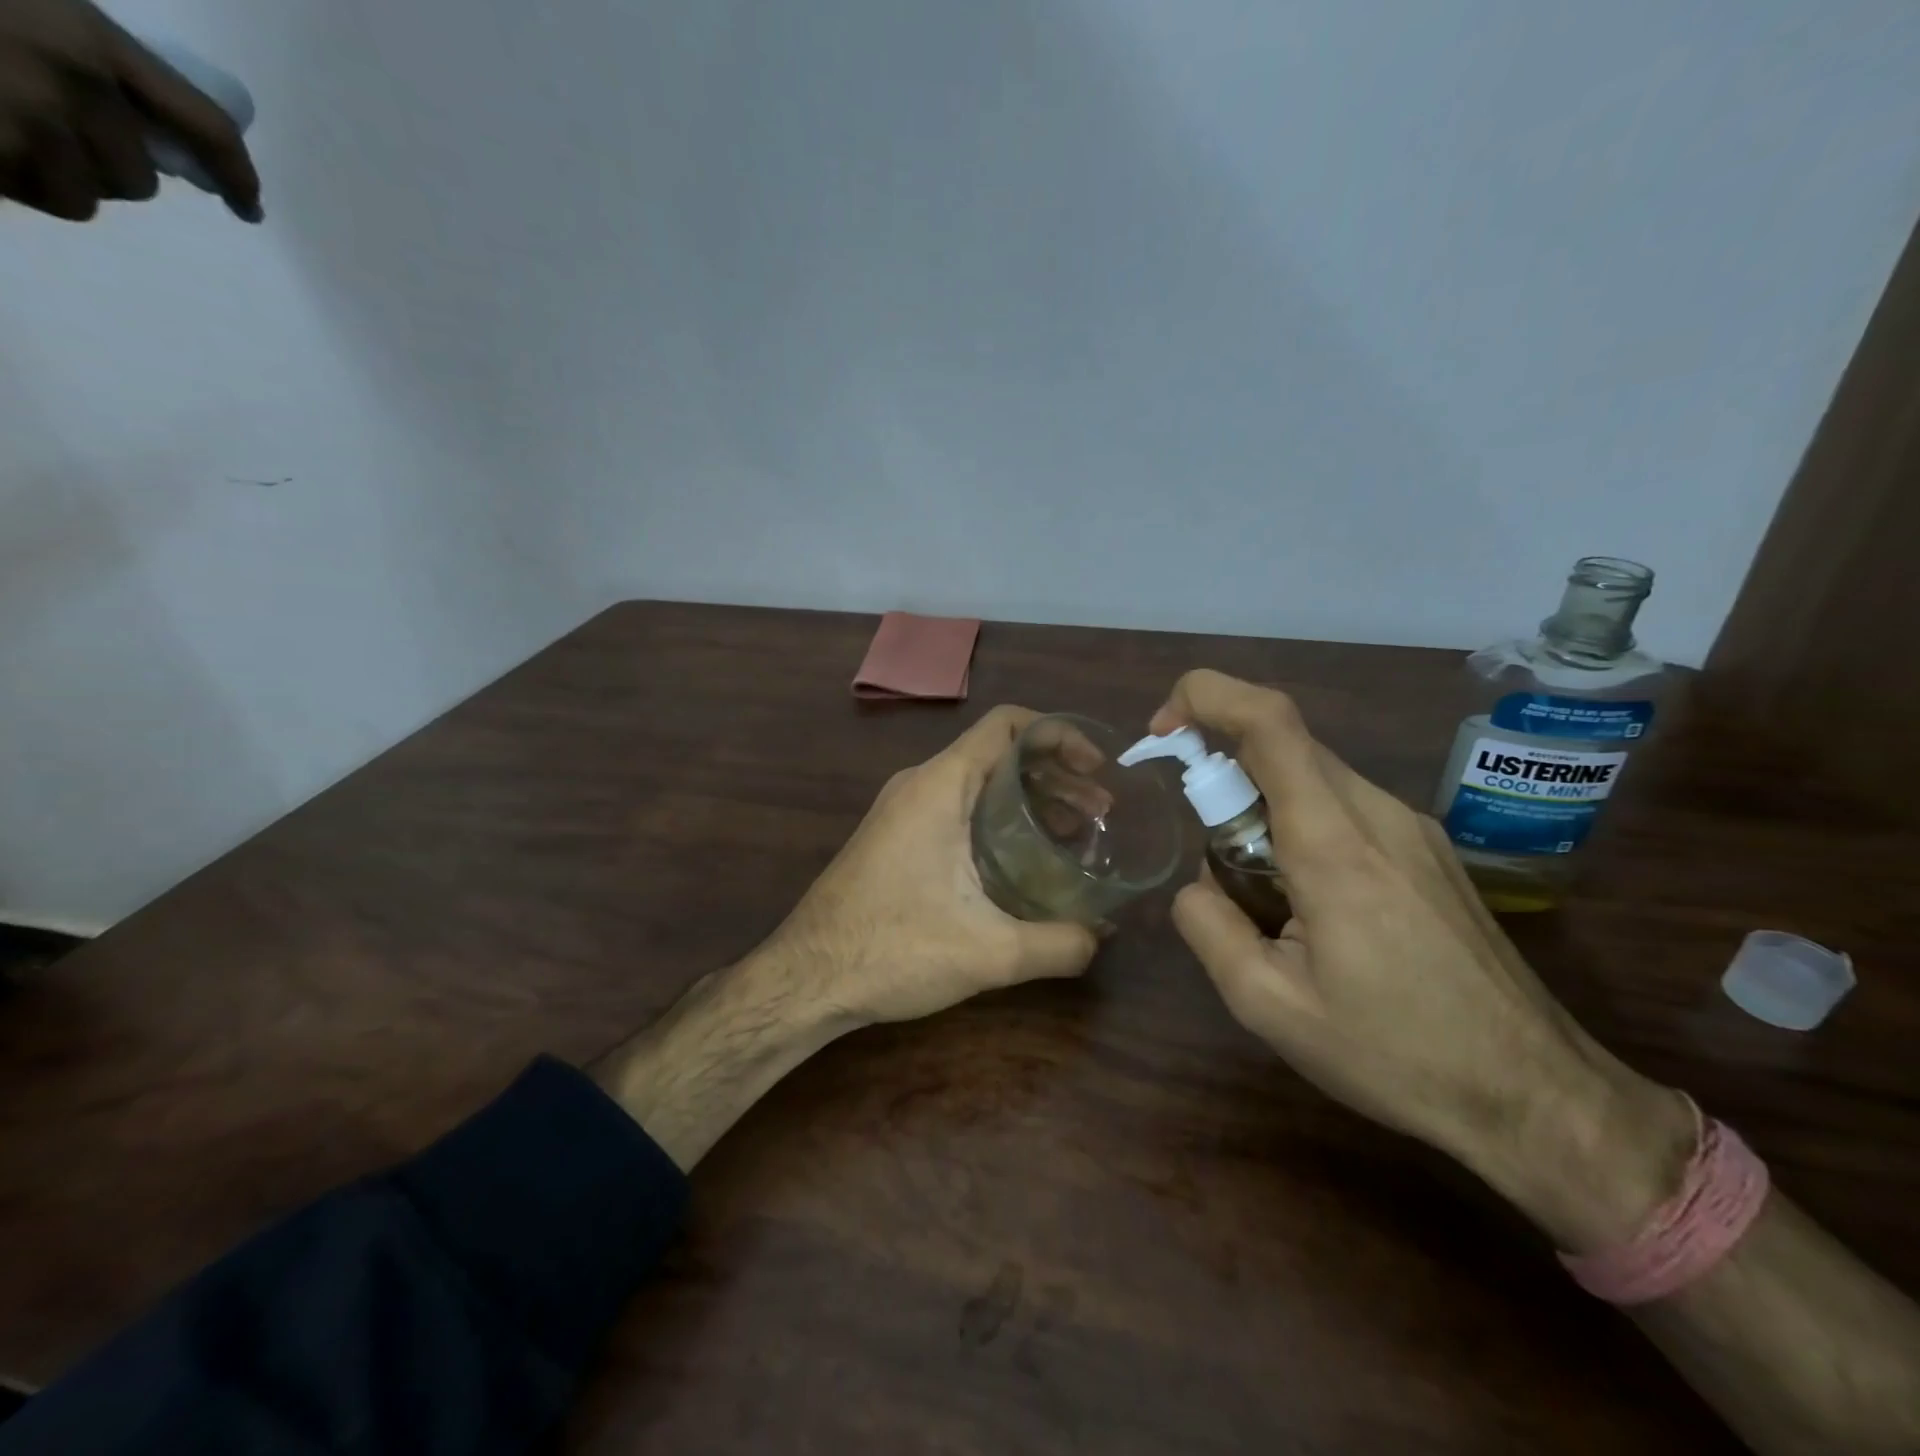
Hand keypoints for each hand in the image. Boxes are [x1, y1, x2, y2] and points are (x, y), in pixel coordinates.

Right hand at [0, 0, 258, 220]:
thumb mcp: (28, 6)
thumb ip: (90, 62)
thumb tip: (161, 141)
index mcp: (87, 32)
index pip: (205, 127)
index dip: (237, 176)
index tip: (249, 206)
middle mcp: (74, 80)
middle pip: (137, 178)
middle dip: (100, 165)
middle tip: (31, 120)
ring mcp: (27, 116)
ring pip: (86, 197)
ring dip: (47, 174)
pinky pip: (32, 195)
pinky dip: (6, 178)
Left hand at [595, 706, 1098, 1169]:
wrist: (805, 979)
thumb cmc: (892, 951)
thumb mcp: (988, 952)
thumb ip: (1058, 944)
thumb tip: (1102, 939)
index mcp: (939, 786)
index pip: (1007, 725)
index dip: (1059, 735)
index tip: (1097, 768)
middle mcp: (919, 785)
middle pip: (998, 753)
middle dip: (1054, 775)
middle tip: (1099, 813)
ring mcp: (902, 810)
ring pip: (977, 783)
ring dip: (1028, 800)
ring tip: (1074, 835)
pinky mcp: (895, 837)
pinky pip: (957, 808)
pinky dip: (999, 819)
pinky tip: (1023, 861)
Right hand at [1153, 670, 1692, 1249]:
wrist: (1537, 1096)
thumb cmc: (1396, 1054)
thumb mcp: (1267, 1005)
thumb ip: (1208, 926)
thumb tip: (1196, 883)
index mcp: (1333, 843)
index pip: (1269, 721)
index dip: (1204, 697)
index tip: (1161, 734)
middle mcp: (1376, 813)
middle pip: (1282, 744)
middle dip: (1221, 769)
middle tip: (1207, 851)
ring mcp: (1411, 827)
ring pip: (1311, 775)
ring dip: (1260, 806)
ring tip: (1262, 898)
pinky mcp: (1427, 849)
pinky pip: (1342, 805)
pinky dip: (1298, 825)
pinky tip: (1309, 904)